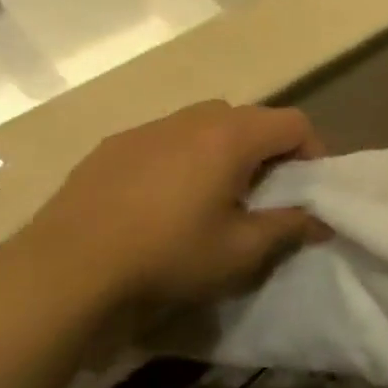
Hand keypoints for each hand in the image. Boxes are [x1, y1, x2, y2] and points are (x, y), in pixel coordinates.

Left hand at [15, 101, 324, 305]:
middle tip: (267, 192)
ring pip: (206, 125)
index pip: (294, 122)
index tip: (309, 189)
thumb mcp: (242, 250)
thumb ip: (289, 227)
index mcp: (230, 136)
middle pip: (251, 118)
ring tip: (218, 195)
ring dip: (226, 151)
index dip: (314, 152)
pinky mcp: (113, 146)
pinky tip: (167, 201)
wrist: (65, 268)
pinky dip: (185, 158)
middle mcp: (191, 119)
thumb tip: (322, 221)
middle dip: (270, 150)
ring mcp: (147, 129)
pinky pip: (167, 139)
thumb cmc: (169, 255)